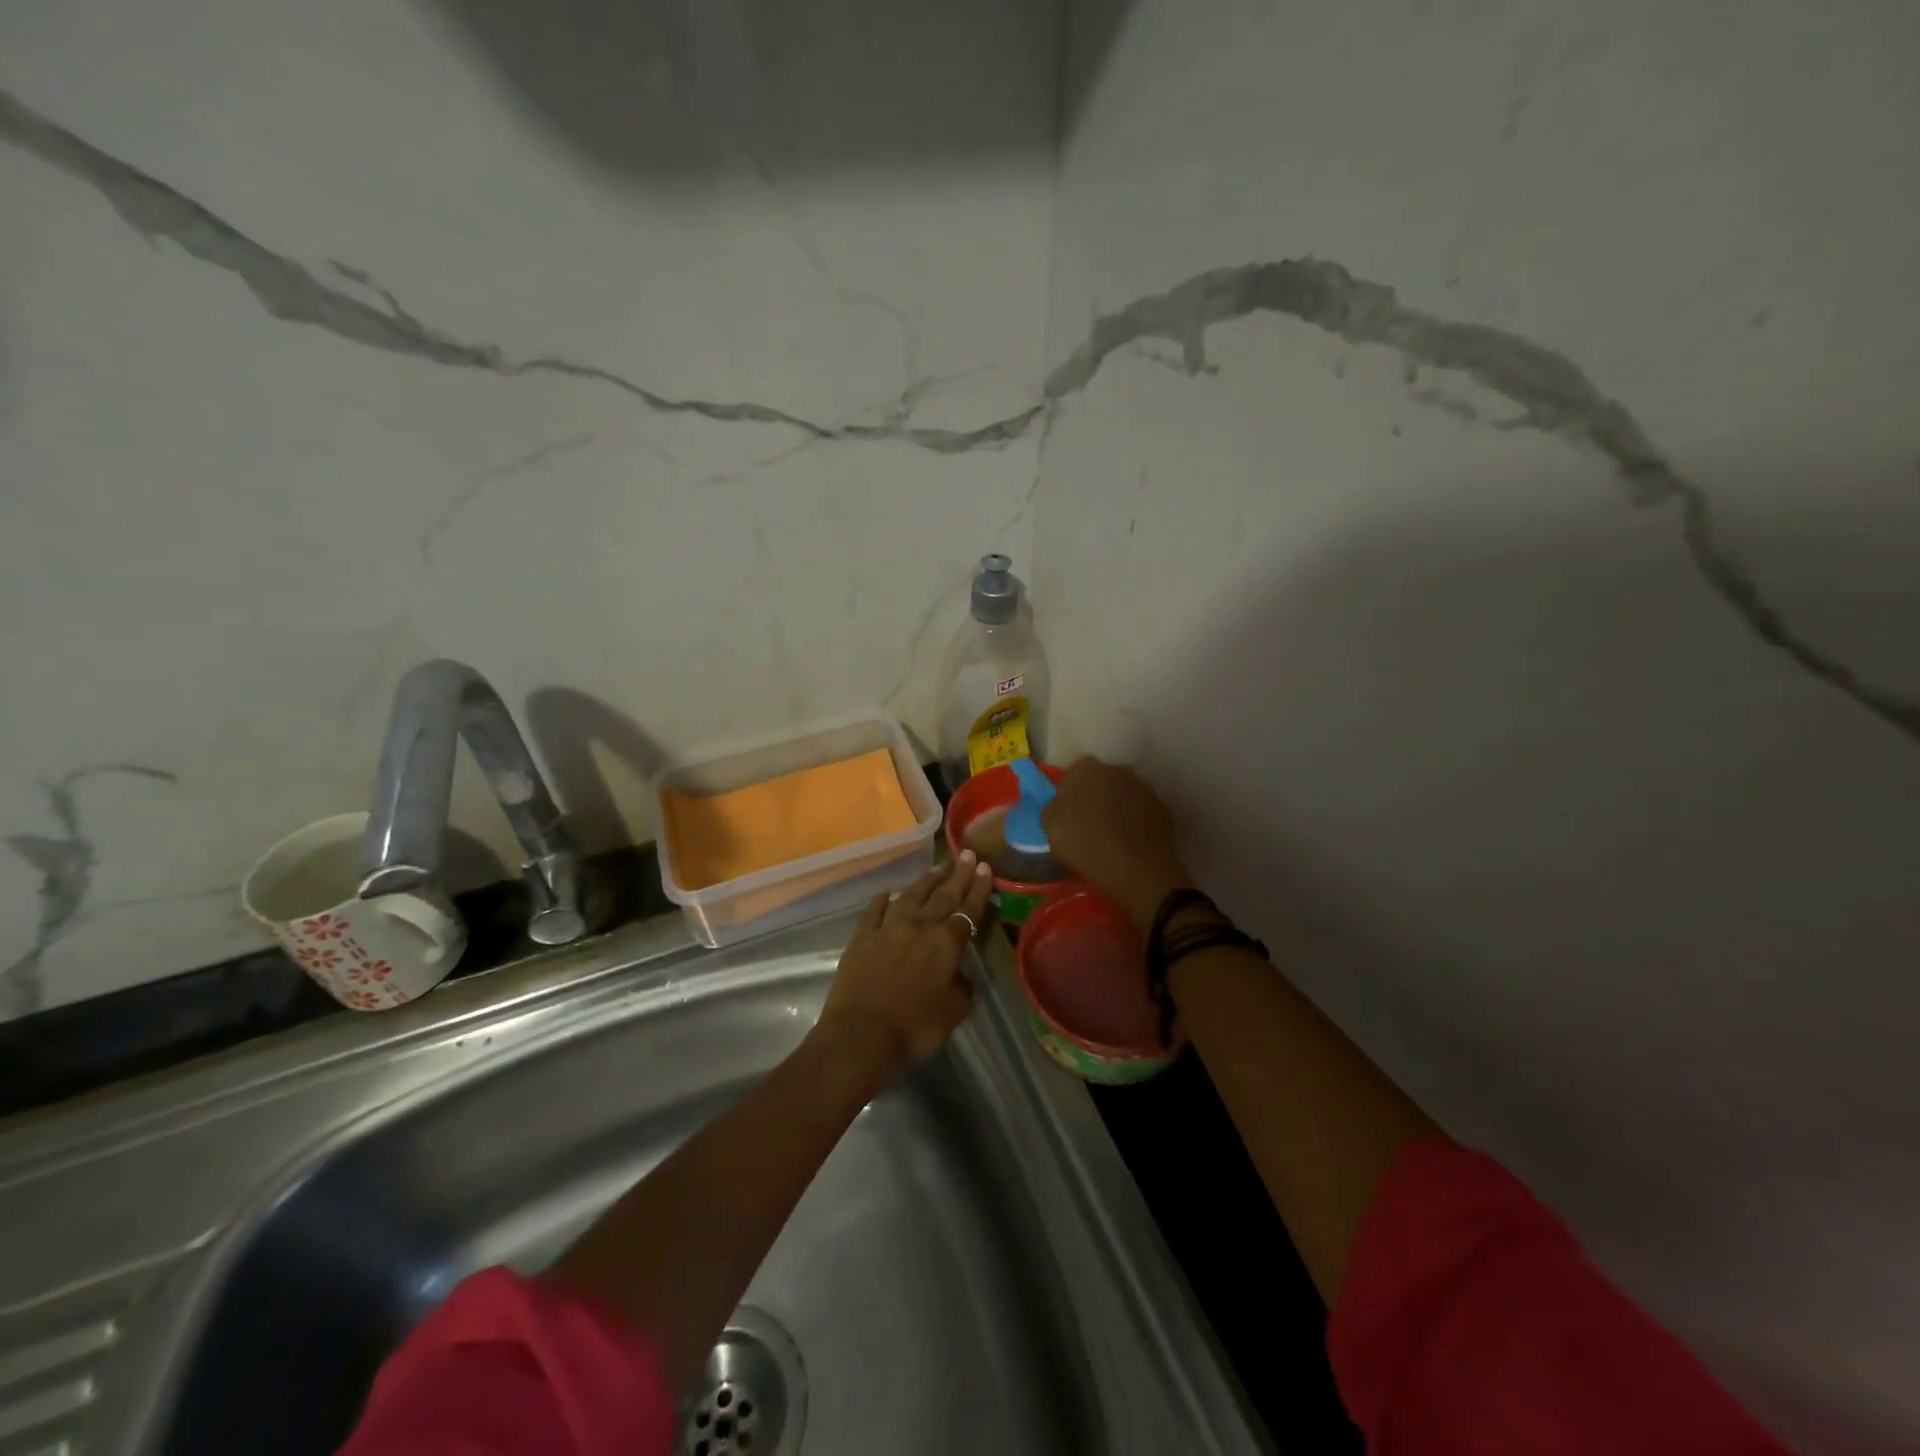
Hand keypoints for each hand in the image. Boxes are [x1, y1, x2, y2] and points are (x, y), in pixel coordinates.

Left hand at [816, 852, 993, 1090]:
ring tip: (937, 867)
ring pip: (911, 895)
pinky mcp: (862, 937)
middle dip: (957, 874)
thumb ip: (962, 987)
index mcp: (946, 942)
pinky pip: (874, 911)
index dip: (978, 888)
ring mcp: (888, 928)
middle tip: (967, 854)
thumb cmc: (915, 1027)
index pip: (968, 909)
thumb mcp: (954, 1011)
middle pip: (943, 894)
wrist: (862, 1034)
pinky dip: (882, 900)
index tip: (985, 867)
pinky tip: (887, 892)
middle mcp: (919, 926)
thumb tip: (960, 974)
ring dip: (926, 880)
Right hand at [1041, 757, 1193, 927]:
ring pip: (1123, 795)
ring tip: (1111, 836)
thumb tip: (1061, 805)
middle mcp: (1117, 770)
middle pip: (1101, 780)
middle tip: (1088, 823)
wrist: (1135, 868)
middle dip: (1095, 796)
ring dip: (1117, 808)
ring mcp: (1143, 788)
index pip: (1074, 773)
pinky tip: (1129, 843)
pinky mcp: (1162, 808)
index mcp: (1086, 769)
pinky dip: (1135, 822)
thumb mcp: (1050, 826)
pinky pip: (1141, 812)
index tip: (1068, 814)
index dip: (1070, 792)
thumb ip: (1054, 807)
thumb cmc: (1085, 844)